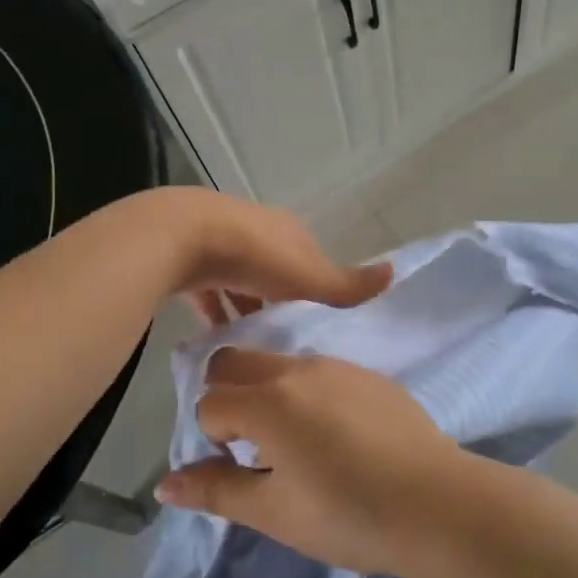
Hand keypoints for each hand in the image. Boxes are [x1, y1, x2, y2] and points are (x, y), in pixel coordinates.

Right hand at [155, 348, 469, 576]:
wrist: (438, 503)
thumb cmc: (348, 515)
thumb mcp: (274, 512)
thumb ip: (217, 490)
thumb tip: (164, 485)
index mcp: (267, 400)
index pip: (210, 401)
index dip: (214, 436)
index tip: (240, 468)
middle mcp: (298, 369)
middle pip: (236, 360)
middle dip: (228, 395)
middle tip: (254, 445)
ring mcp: (338, 366)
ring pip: (279, 362)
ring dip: (269, 391)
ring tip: (298, 442)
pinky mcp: (369, 374)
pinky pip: (320, 371)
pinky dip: (308, 392)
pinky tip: (339, 436)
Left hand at [163, 189, 391, 326]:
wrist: (182, 236)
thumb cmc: (254, 256)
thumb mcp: (307, 276)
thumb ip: (346, 284)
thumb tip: (395, 272)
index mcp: (287, 230)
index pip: (309, 258)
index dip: (314, 286)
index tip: (314, 320)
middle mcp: (254, 229)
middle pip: (272, 269)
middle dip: (276, 299)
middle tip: (281, 339)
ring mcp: (218, 241)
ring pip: (237, 280)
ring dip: (243, 307)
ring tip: (250, 347)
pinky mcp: (187, 258)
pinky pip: (206, 290)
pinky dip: (213, 311)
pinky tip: (213, 341)